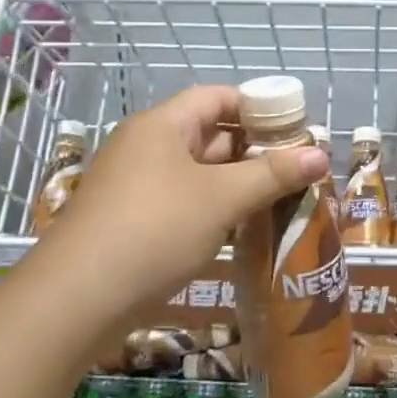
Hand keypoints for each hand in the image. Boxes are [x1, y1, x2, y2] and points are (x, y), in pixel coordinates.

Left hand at [31, 85, 328, 334]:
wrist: (76, 300)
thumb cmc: (154, 230)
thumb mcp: (221, 199)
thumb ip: (272, 174)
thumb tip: (320, 154)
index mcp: (162, 125)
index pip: (216, 97)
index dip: (257, 107)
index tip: (295, 128)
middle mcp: (145, 146)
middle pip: (208, 133)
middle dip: (252, 149)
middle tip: (295, 168)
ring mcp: (134, 185)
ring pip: (196, 172)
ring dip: (234, 183)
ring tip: (278, 199)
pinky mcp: (130, 220)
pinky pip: (181, 200)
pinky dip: (212, 207)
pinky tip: (239, 229)